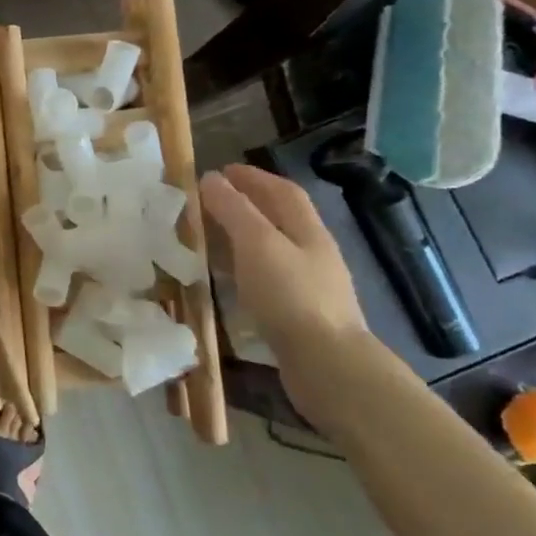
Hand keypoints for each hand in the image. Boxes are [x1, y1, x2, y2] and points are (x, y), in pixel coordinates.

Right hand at [200, 164, 367, 372]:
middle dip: (246, 204)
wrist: (327, 365)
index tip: (220, 171)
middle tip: (208, 201)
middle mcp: (312, 253)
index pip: (282, 192)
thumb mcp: (257, 244)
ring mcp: (308, 285)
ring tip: (208, 236)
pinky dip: (242, 267)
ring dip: (241, 236)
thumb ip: (234, 210)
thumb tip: (211, 179)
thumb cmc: (291, 296)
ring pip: (271, 249)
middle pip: (279, 218)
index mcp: (308, 231)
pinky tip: (225, 278)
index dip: (253, 177)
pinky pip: (266, 277)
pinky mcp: (297, 313)